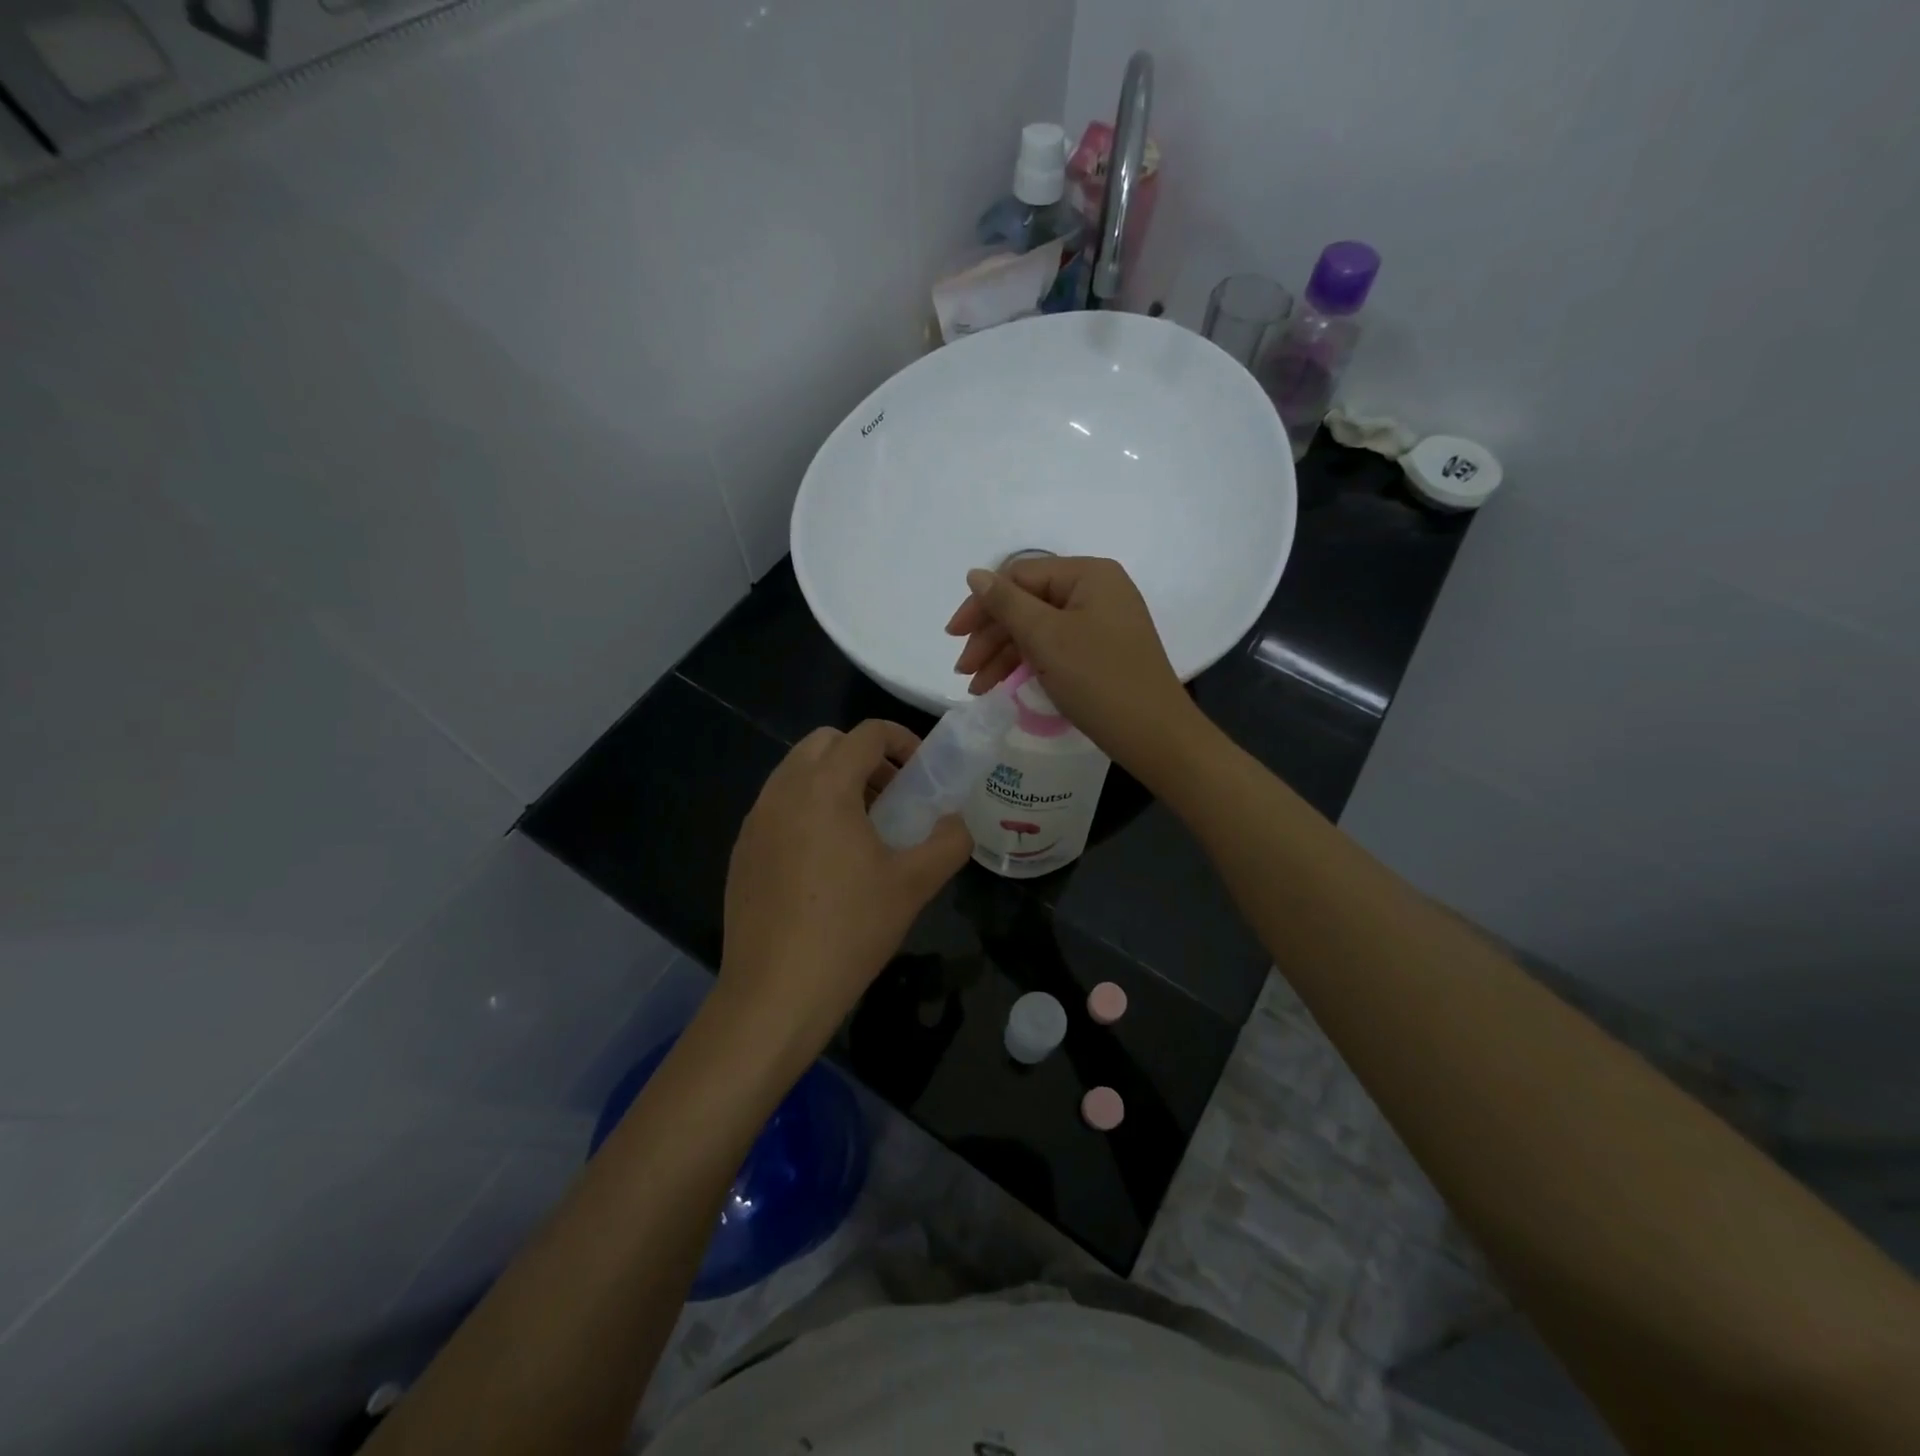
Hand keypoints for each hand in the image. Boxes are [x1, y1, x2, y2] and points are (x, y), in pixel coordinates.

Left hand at [718, 720, 971, 1065]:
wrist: (775, 992)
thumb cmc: (850, 930)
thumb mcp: (915, 884)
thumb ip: (948, 842)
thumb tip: (957, 823)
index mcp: (824, 787)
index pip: (866, 733)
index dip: (902, 740)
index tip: (922, 772)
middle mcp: (783, 790)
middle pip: (826, 742)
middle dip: (864, 756)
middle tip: (892, 796)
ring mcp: (755, 819)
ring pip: (797, 772)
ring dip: (834, 780)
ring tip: (862, 828)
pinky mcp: (741, 850)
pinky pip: (778, 806)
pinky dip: (807, 808)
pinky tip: (825, 861)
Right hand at [945, 556, 1202, 778]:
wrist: (1155, 736)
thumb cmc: (1099, 679)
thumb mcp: (1046, 638)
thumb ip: (1006, 603)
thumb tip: (975, 574)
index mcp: (1088, 574)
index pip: (1019, 577)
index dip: (982, 605)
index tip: (953, 637)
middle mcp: (1096, 590)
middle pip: (1027, 603)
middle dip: (991, 636)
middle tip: (963, 670)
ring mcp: (1100, 622)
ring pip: (1037, 629)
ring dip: (1003, 655)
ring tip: (976, 687)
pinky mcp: (1100, 652)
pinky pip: (1054, 648)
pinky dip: (1026, 665)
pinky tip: (1002, 686)